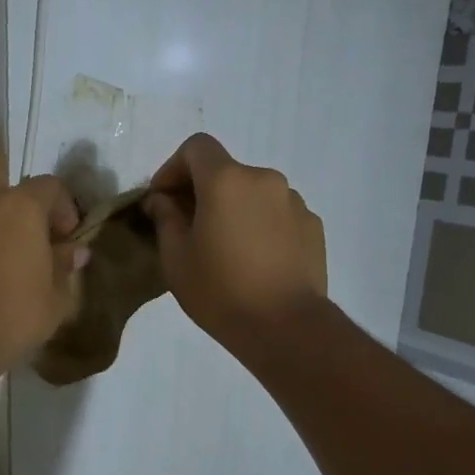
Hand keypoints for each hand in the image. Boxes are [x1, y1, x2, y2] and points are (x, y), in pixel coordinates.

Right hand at [143, 133, 327, 352]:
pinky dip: (262, 226)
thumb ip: (165, 218)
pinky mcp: (313, 226)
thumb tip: (161, 200)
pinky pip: (278, 215)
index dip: (174, 167)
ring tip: (228, 250)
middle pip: (227, 172)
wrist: (286, 326)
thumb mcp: (176, 259)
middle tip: (191, 230)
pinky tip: (257, 262)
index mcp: (227, 180)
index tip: (163, 199)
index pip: (196, 147)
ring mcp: (294, 202)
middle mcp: (265, 179)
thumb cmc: (221, 292)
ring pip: (254, 194)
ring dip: (236, 210)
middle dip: (204, 193)